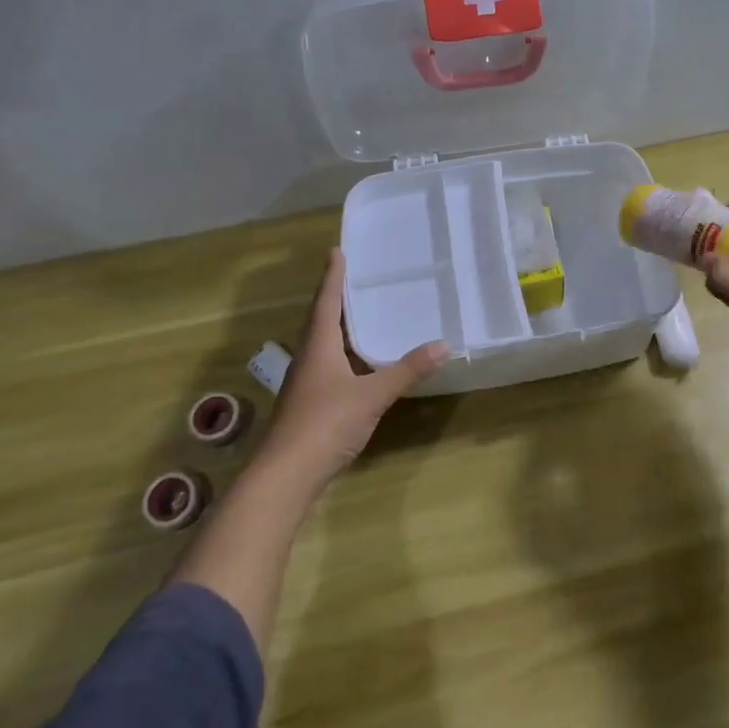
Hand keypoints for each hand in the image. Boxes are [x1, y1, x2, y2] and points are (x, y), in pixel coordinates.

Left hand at [258, 248, 448, 489]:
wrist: (285, 476)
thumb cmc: (324, 424)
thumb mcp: (372, 395)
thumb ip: (406, 370)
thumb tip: (443, 344)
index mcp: (318, 347)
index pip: (326, 302)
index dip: (332, 276)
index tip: (336, 250)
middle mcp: (308, 359)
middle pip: (321, 320)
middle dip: (336, 298)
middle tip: (356, 277)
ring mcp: (306, 384)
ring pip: (324, 345)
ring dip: (340, 327)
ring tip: (362, 314)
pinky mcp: (309, 405)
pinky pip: (329, 367)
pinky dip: (344, 355)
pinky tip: (360, 363)